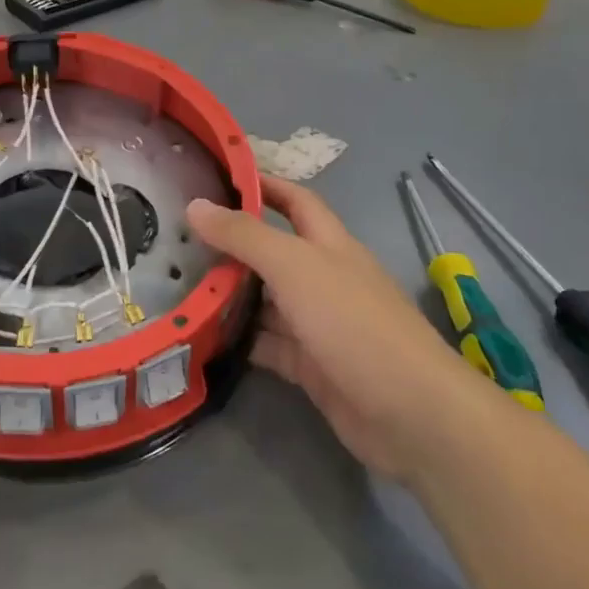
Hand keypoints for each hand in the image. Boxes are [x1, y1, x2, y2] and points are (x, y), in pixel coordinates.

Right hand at [187, 176, 471, 479]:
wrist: (411, 413)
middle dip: (231, 245)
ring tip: (177, 286)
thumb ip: (244, 235)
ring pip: (265, 302)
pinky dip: (238, 340)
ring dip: (229, 295)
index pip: (294, 200)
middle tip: (178, 240)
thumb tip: (195, 204)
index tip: (217, 176)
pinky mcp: (310, 366)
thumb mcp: (295, 267)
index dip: (262, 184)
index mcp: (329, 244)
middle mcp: (323, 279)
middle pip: (272, 253)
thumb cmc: (354, 323)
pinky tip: (201, 336)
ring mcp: (317, 325)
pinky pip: (266, 345)